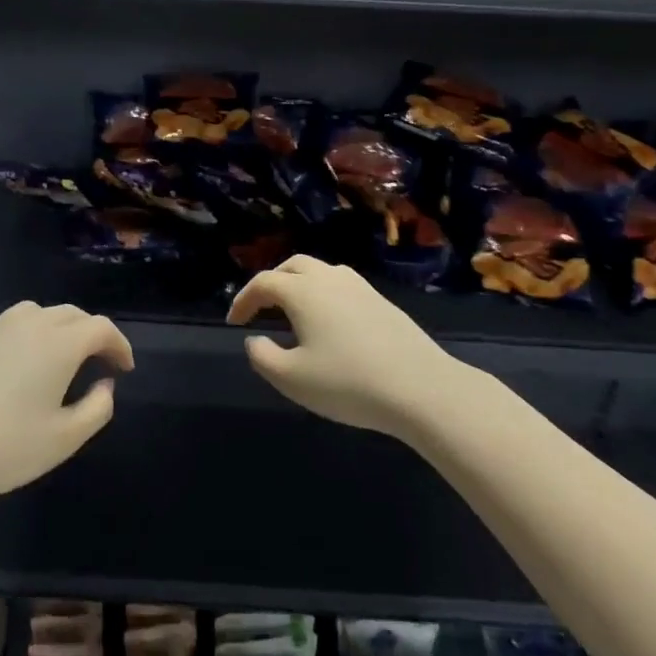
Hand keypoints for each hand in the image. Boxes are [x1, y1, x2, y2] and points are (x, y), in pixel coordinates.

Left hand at [0, 301, 132, 503]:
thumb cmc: (3, 447)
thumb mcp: (63, 439)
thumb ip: (96, 408)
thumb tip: (104, 384)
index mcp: (60, 343)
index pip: (101, 328)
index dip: (119, 345)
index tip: (124, 369)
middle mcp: (29, 323)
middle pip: (70, 315)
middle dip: (90, 334)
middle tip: (97, 363)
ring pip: (36, 315)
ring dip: (55, 330)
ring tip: (56, 359)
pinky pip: (5, 327)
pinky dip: (20, 338)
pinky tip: (12, 364)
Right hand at [227, 257, 460, 437]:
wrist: (421, 388)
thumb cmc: (348, 383)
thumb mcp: (292, 378)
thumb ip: (262, 356)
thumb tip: (256, 339)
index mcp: (303, 291)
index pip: (263, 283)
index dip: (243, 300)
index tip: (235, 322)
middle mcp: (329, 278)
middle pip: (292, 267)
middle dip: (271, 283)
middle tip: (261, 309)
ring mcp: (360, 287)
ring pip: (320, 272)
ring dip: (299, 285)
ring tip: (293, 313)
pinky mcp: (382, 301)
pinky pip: (341, 285)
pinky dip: (324, 294)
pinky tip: (329, 323)